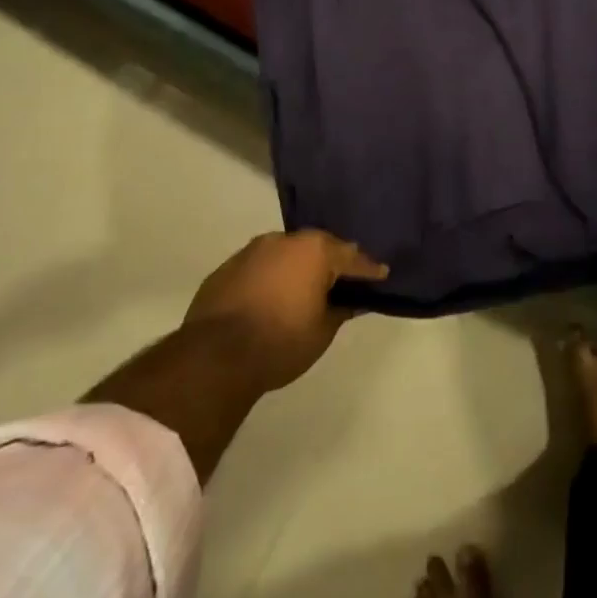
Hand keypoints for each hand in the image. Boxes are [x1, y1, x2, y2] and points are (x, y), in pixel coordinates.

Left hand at [182, 230, 388, 391]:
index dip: (368, 269)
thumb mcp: (323, 331)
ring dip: (297, 267)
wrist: (215, 357)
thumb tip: (353, 301)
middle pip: (317, 247)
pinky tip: (271, 297)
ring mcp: (252, 251)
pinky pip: (259, 267)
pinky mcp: (226, 268)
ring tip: (304, 287)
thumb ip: (341, 310)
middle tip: (343, 280)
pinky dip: (270, 277)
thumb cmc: (281, 341)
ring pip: (285, 253)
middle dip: (331, 262)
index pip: (351, 257)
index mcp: (315, 250)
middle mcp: (285, 240)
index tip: (381, 274)